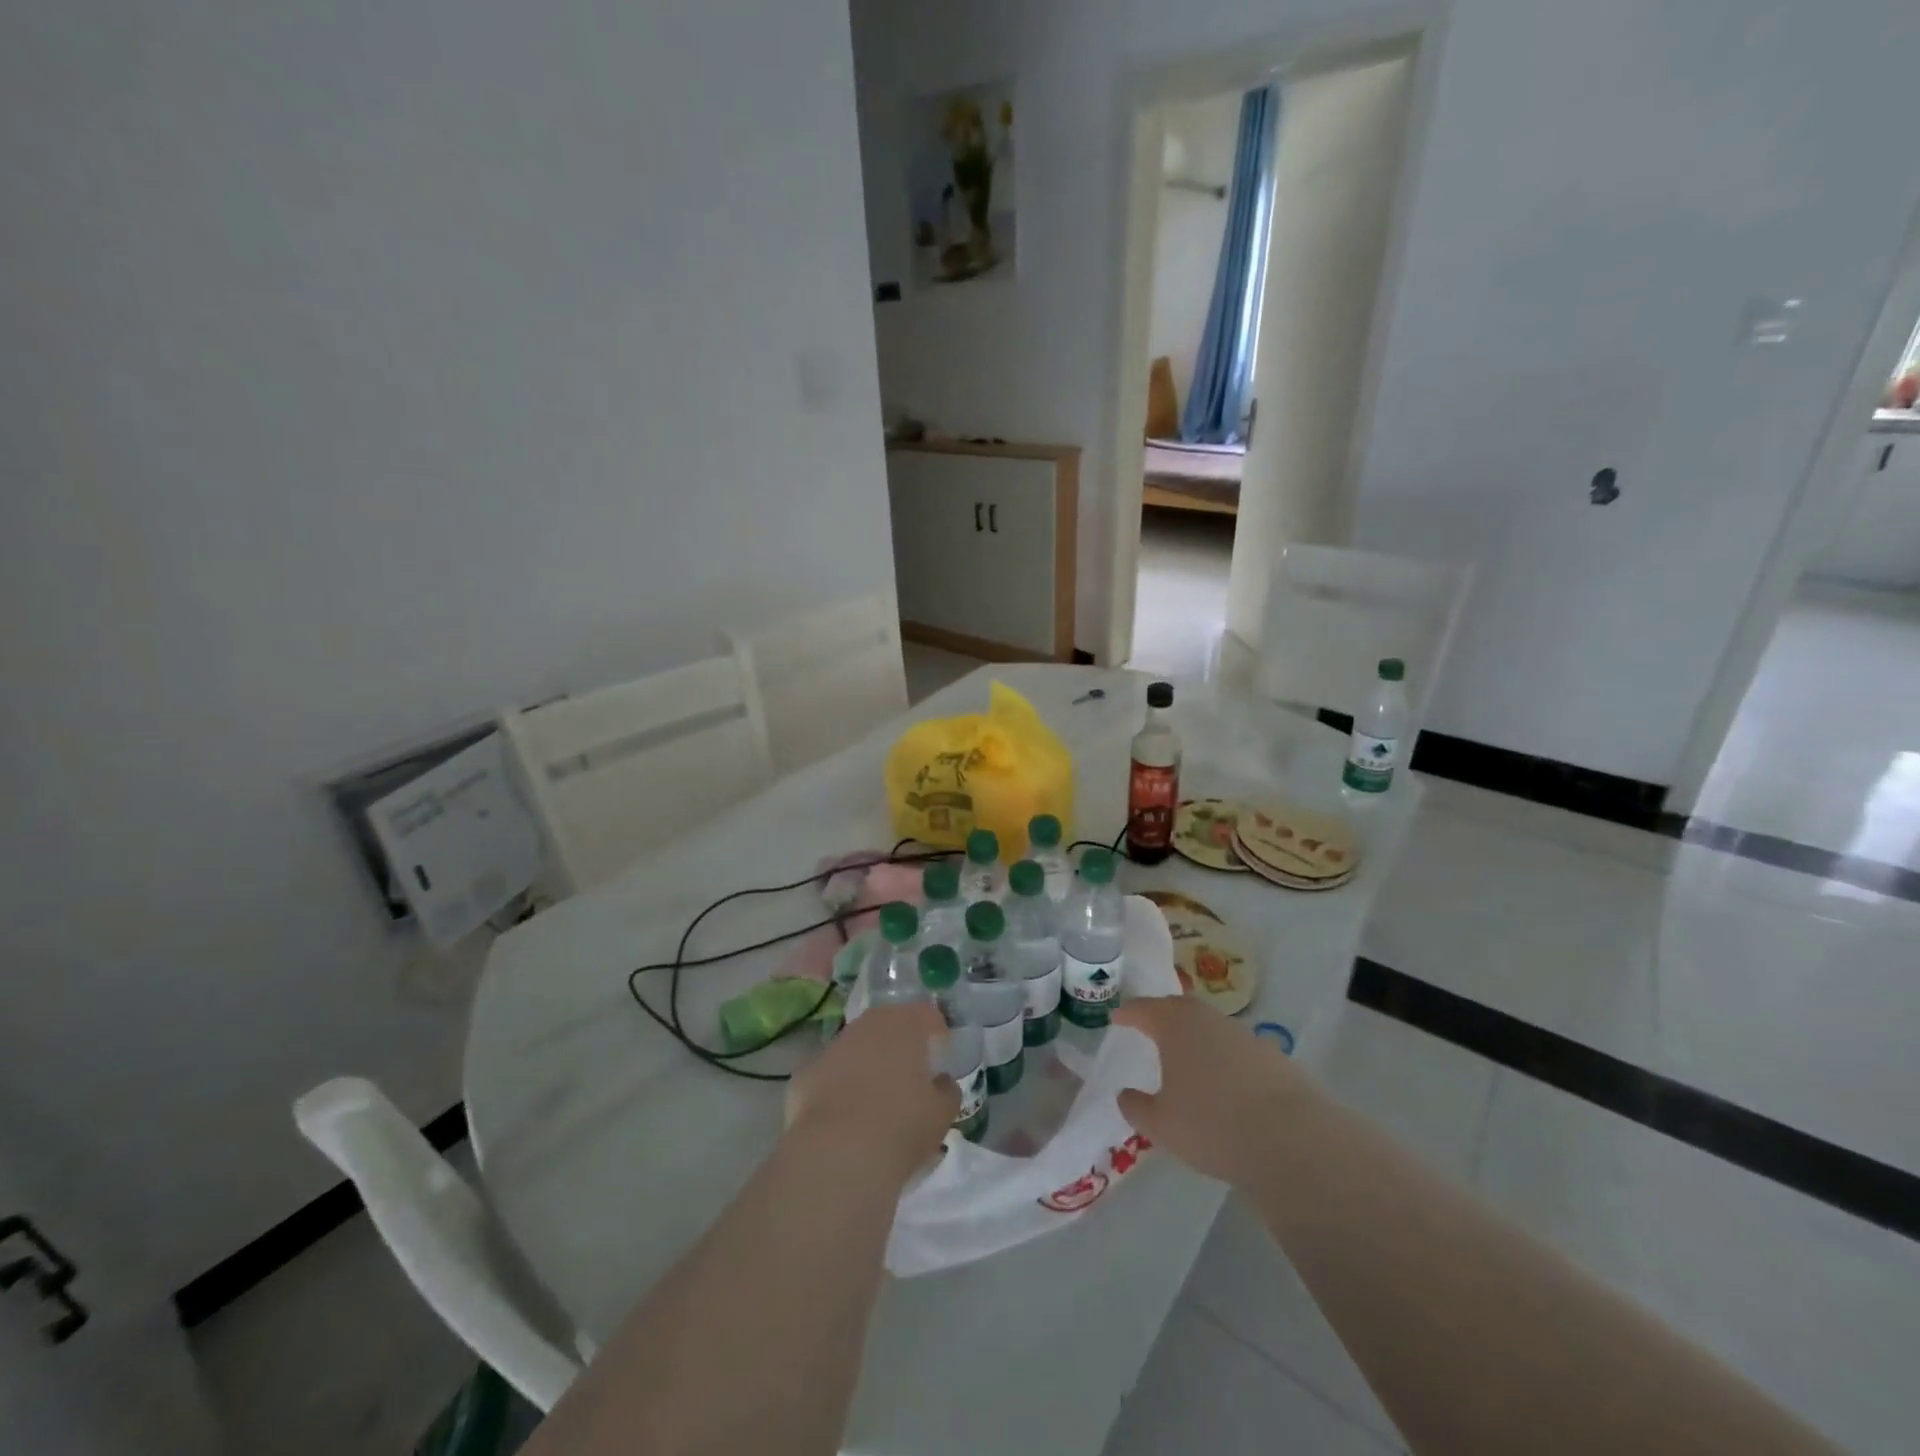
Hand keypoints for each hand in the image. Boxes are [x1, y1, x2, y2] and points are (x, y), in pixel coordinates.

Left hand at [786, 1003, 958, 1184]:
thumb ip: (947, 1091)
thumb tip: (941, 1082)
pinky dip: (839, 1086)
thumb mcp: (942, 1114)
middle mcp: (867, 1025)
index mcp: (905, 1025)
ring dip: (867, 1062)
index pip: (927, 1015)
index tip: (941, 1052)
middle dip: (899, 1042)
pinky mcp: (806, 1073)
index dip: (936, 1031)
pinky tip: (845, 1116)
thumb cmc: (903, 1126)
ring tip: (876, 1096)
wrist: (839, 1153)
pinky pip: (831, 1073)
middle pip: (888, 1024)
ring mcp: (833, 1047)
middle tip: (909, 1071)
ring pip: (856, 1047)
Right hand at [1114, 996, 1307, 1188]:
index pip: (1143, 1009)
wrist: (1293, 1140)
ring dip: (1196, 1038)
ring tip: (1187, 1059)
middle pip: (1179, 1009)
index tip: (1117, 1018)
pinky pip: (1237, 1050)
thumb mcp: (1161, 1125)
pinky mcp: (1275, 1057)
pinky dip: (1225, 1059)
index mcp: (1175, 1025)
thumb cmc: (1212, 1124)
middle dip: (1162, 1017)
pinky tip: (1225, 1084)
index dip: (1128, 1014)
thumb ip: (1137, 1107)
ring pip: (1211, 1028)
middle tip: (1149, 1028)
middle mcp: (1209, 1019)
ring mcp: (1245, 1036)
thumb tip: (1125, 1094)